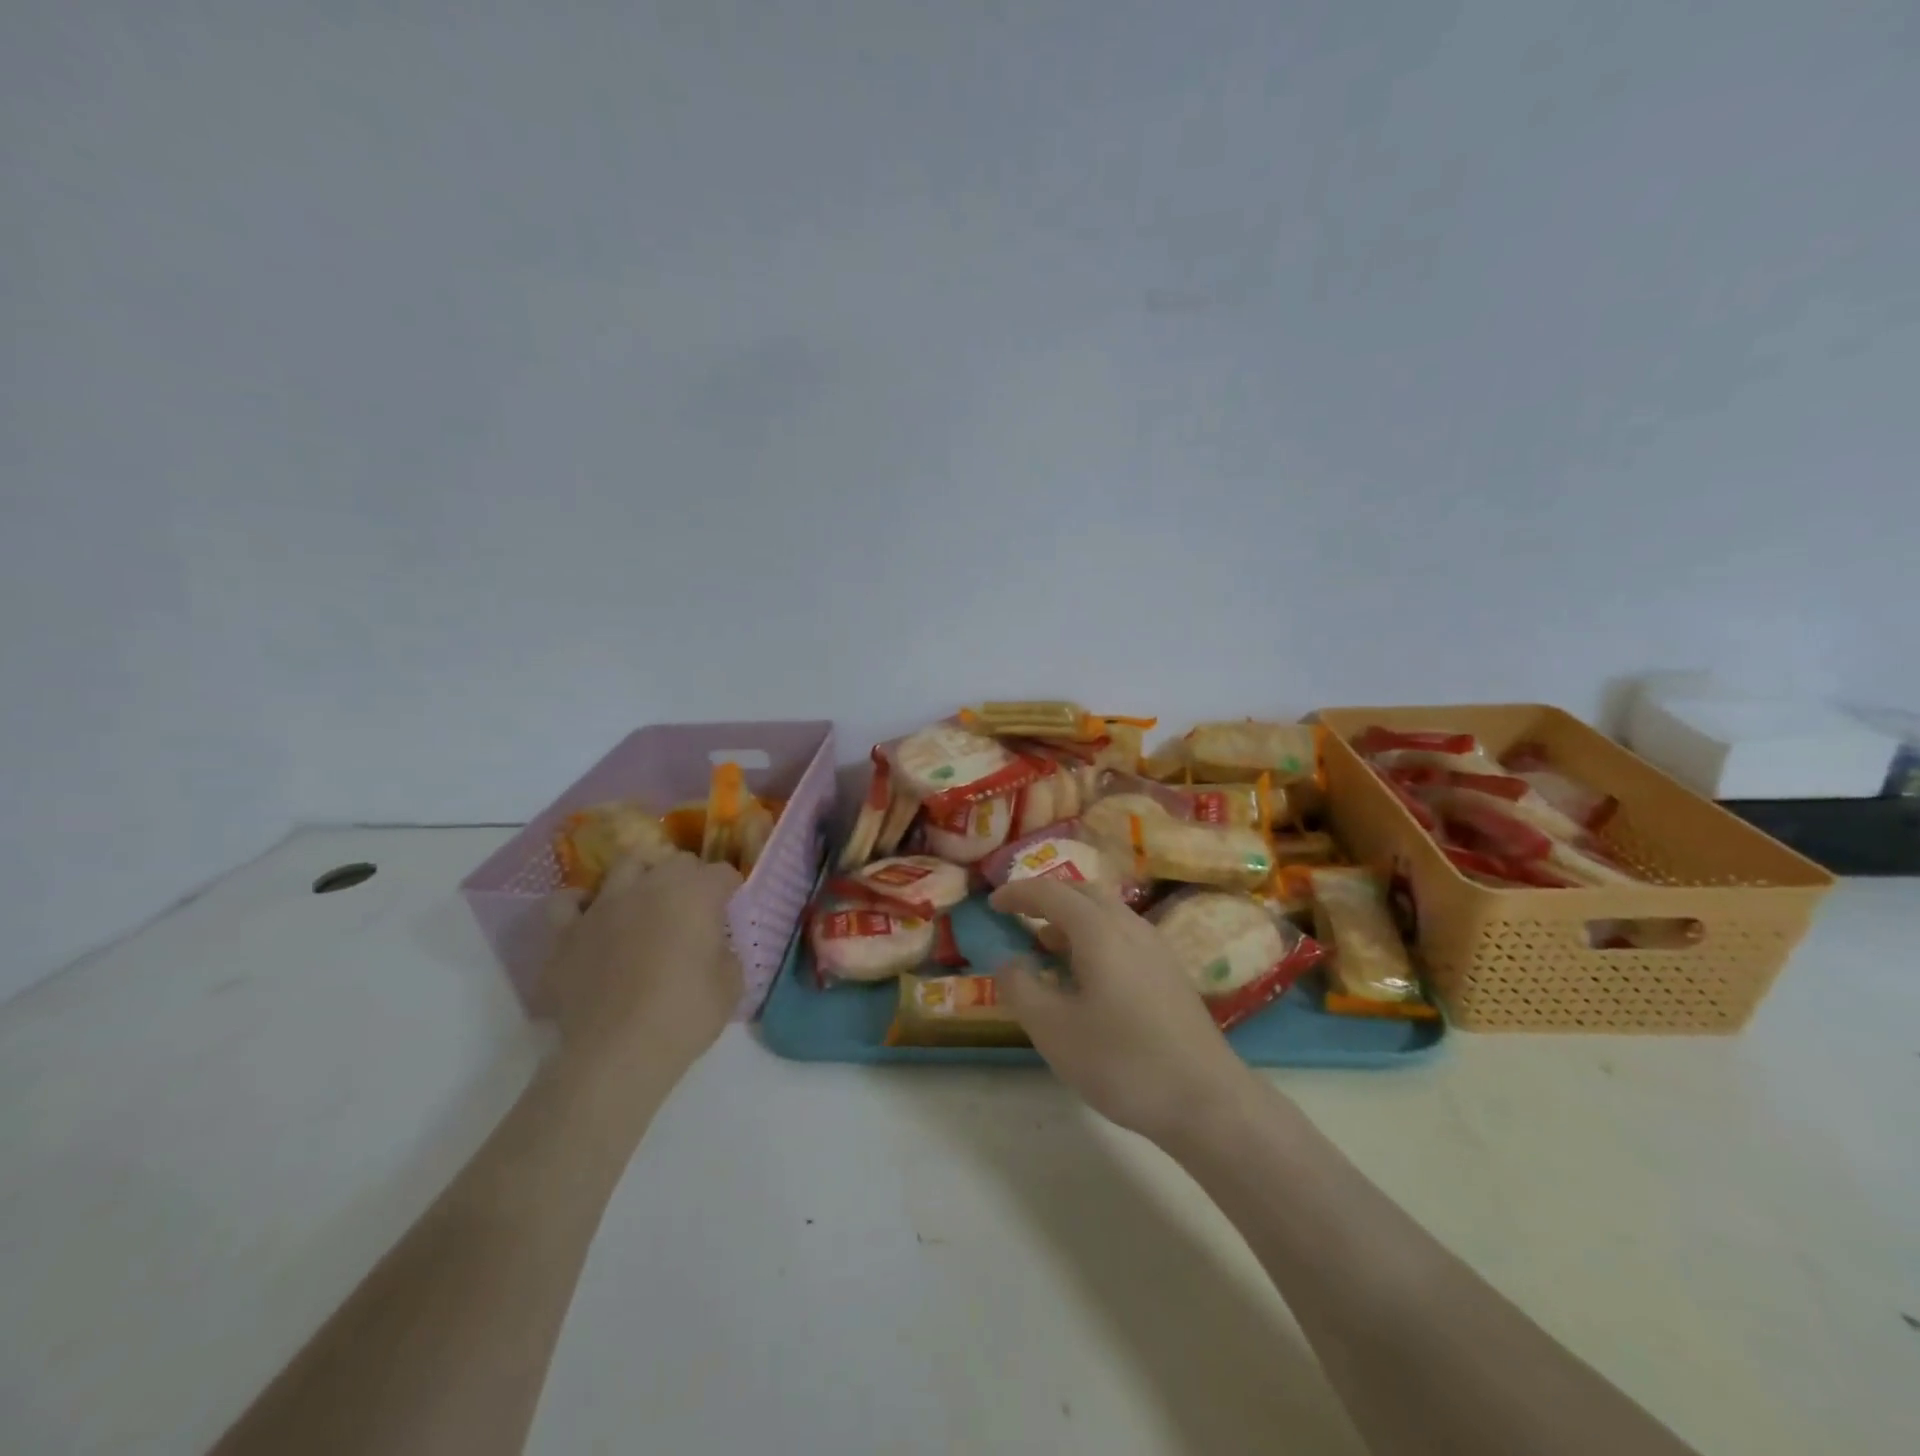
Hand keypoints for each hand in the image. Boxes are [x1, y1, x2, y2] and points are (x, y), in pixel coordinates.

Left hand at [540, 851, 743, 1083]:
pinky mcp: (566, 933)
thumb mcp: (731, 986)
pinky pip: (567, 903)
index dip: (730, 890)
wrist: (616, 1054)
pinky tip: (591, 920)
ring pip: (624, 866)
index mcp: (695, 894)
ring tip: (645, 903)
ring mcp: (603, 906)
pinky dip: (580, 905)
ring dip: (641, 878)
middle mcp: (649, 886)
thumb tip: (714, 947)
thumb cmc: (684, 1016)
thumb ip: (726, 954)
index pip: (722, 873)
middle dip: (690, 877)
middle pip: (676, 861)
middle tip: (694, 909)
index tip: (731, 910)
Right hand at [988, 879, 1254, 1143]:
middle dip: (1048, 898)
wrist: (1206, 1100)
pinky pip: (1123, 935)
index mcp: (1099, 930)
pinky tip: (1088, 975)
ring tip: (1047, 946)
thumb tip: (1008, 961)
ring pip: (1107, 913)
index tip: (993, 904)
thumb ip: (1021, 988)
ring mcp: (1156, 948)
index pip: (1050, 892)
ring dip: (1072, 918)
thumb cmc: (1121, 1061)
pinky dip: (1095, 937)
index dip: (1018, 893)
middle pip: (1083, 892)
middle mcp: (1130, 926)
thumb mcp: (1053, 1029)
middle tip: (1020, 916)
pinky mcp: (1170, 972)